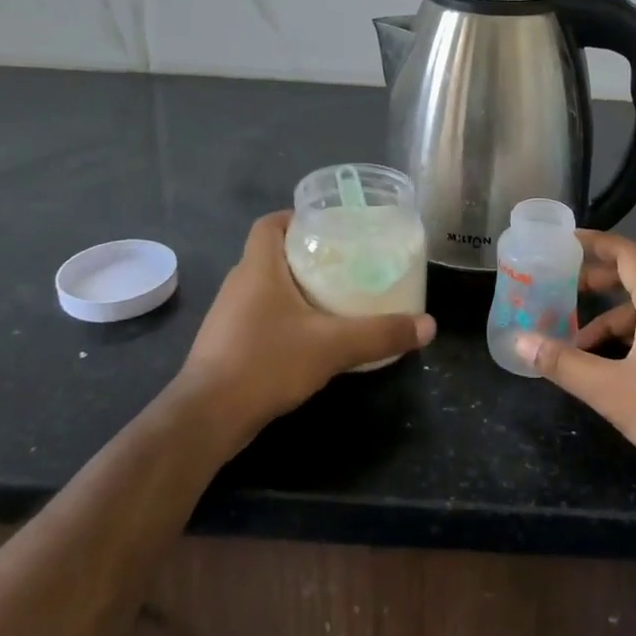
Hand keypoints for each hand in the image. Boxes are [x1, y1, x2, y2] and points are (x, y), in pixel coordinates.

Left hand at [177, 211, 435, 440]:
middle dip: (306, 254)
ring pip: (266, 287)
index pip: (270, 223)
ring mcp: (229, 315)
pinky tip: (309, 336)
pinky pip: (259, 315)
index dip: (296, 218)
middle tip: (345, 262)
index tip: (329, 226)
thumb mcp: (333, 346)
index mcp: (258, 267)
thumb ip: (380, 334)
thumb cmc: (266, 363)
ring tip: (334, 296)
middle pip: (272, 253)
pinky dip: (283, 316)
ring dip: (295, 287)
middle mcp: (239, 283)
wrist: (208, 417)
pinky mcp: (226, 343)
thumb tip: (428, 326)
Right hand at [514, 230, 635, 487]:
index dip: (595, 243)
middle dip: (598, 283)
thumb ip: (562, 363)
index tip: (566, 241)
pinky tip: (618, 366)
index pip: (627, 253)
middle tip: (564, 292)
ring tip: (582, 348)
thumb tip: (519, 342)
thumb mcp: (610, 389)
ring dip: (614, 320)